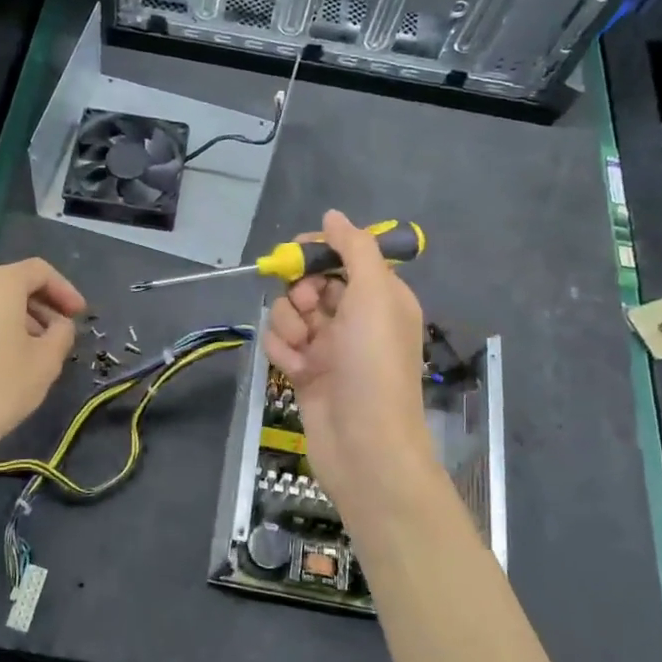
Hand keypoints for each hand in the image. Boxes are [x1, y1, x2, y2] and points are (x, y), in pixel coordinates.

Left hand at [0, 258, 85, 463]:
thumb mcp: (45, 363)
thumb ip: (62, 334)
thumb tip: (60, 324)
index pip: (40, 271)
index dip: (65, 290)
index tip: (80, 315)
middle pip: (15, 284)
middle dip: (43, 306)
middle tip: (62, 333)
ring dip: (22, 319)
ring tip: (39, 351)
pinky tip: (9, 360)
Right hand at [262, 210, 433, 519]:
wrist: (365, 445)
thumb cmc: (374, 365)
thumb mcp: (374, 296)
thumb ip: (354, 249)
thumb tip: (333, 216)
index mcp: (380, 297)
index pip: (344, 257)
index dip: (318, 252)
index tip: (296, 254)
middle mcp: (355, 318)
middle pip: (310, 283)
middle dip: (300, 292)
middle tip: (308, 308)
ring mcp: (329, 347)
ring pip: (290, 313)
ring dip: (288, 325)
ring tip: (303, 349)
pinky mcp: (306, 372)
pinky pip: (281, 345)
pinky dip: (283, 353)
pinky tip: (296, 371)